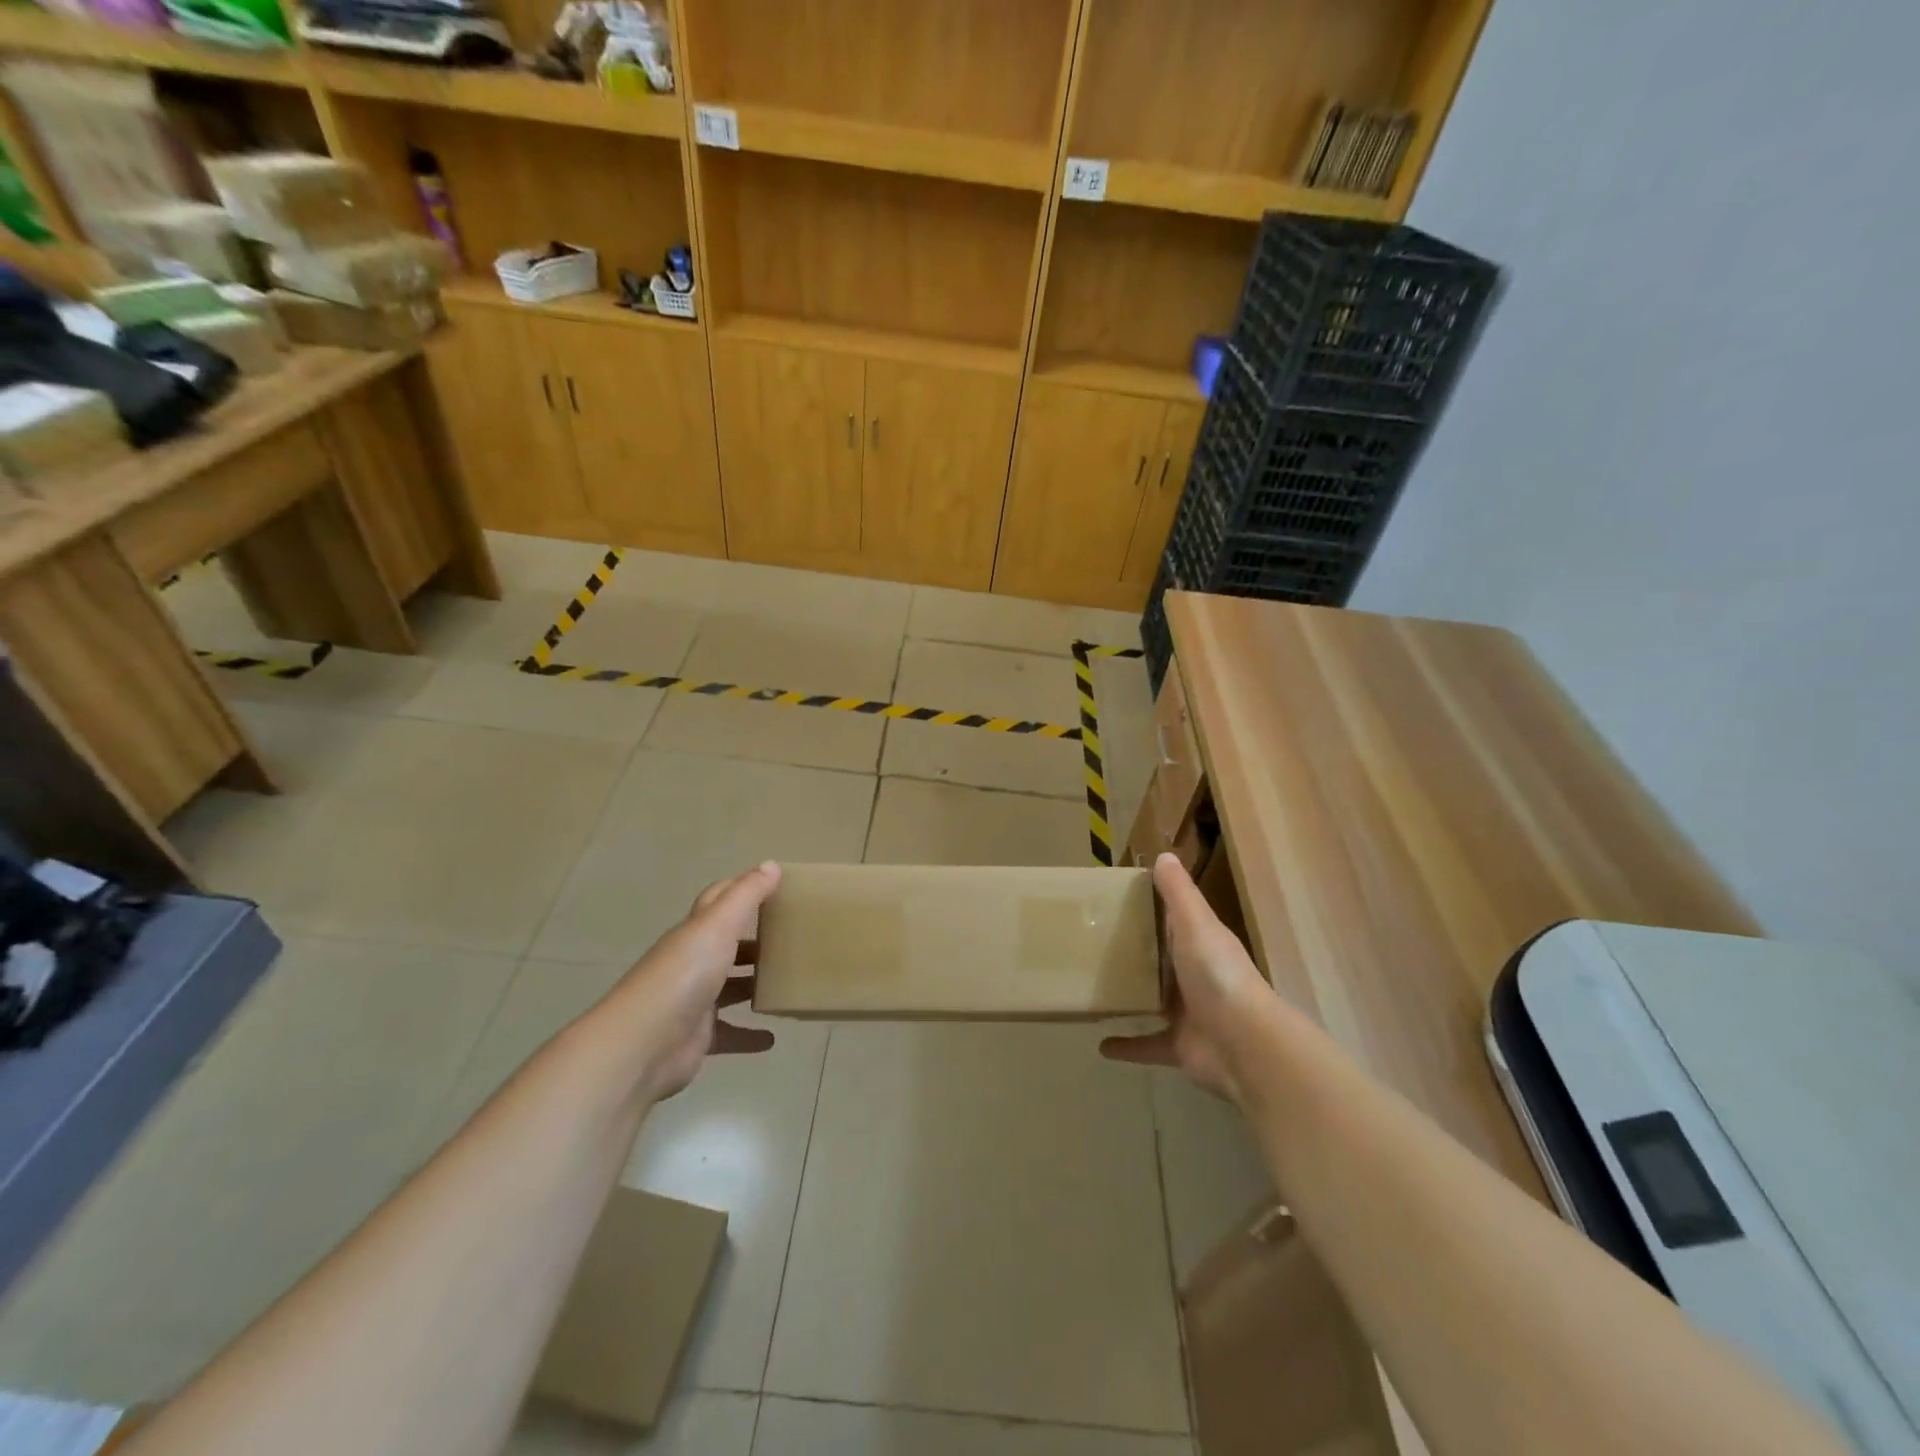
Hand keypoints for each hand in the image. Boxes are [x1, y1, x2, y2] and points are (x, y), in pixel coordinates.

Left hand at [608, 862, 782, 1103]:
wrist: (644, 1044)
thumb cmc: (685, 974)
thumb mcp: (718, 925)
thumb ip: (746, 895)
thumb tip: (772, 864)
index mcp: (695, 933)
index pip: (718, 901)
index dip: (742, 890)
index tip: (775, 885)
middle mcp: (692, 963)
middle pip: (726, 946)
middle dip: (753, 942)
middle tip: (791, 938)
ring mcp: (694, 1002)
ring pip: (729, 989)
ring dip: (753, 986)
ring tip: (787, 983)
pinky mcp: (699, 1038)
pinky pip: (730, 1034)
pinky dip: (749, 1036)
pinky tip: (772, 1038)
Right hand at [1100, 853, 1271, 1102]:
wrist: (1243, 1043)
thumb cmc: (1217, 973)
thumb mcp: (1195, 923)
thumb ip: (1178, 892)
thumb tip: (1164, 855)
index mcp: (1201, 943)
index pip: (1175, 920)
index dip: (1150, 909)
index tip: (1115, 900)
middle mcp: (1195, 976)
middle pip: (1161, 960)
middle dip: (1136, 953)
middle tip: (1093, 943)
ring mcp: (1188, 1013)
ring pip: (1153, 1000)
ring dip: (1131, 996)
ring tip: (1093, 988)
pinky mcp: (1178, 1046)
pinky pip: (1146, 1044)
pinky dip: (1126, 1046)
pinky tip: (1099, 1045)